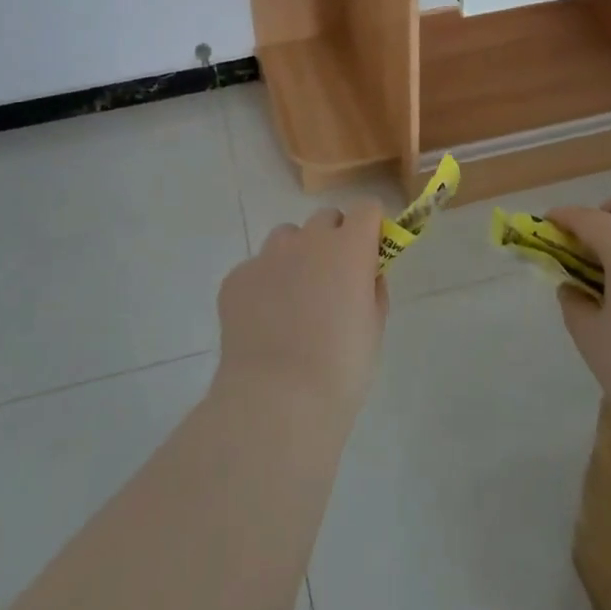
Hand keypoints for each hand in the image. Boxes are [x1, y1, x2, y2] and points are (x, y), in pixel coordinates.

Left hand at [215, 200, 388, 423]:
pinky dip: (263, 286)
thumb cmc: (340, 368)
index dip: (370, 228)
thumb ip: (372, 288)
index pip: (367, 208)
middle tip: (333, 281)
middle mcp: (308, 240)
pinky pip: (256, 269)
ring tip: (294, 302)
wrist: (277, 401)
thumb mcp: (374, 328)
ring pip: (287, 238)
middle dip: (334, 240)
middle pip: (326, 219)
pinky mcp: (236, 278)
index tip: (370, 253)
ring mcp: (267, 256)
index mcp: (349, 247)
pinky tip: (263, 323)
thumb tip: (365, 274)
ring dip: (296, 257)